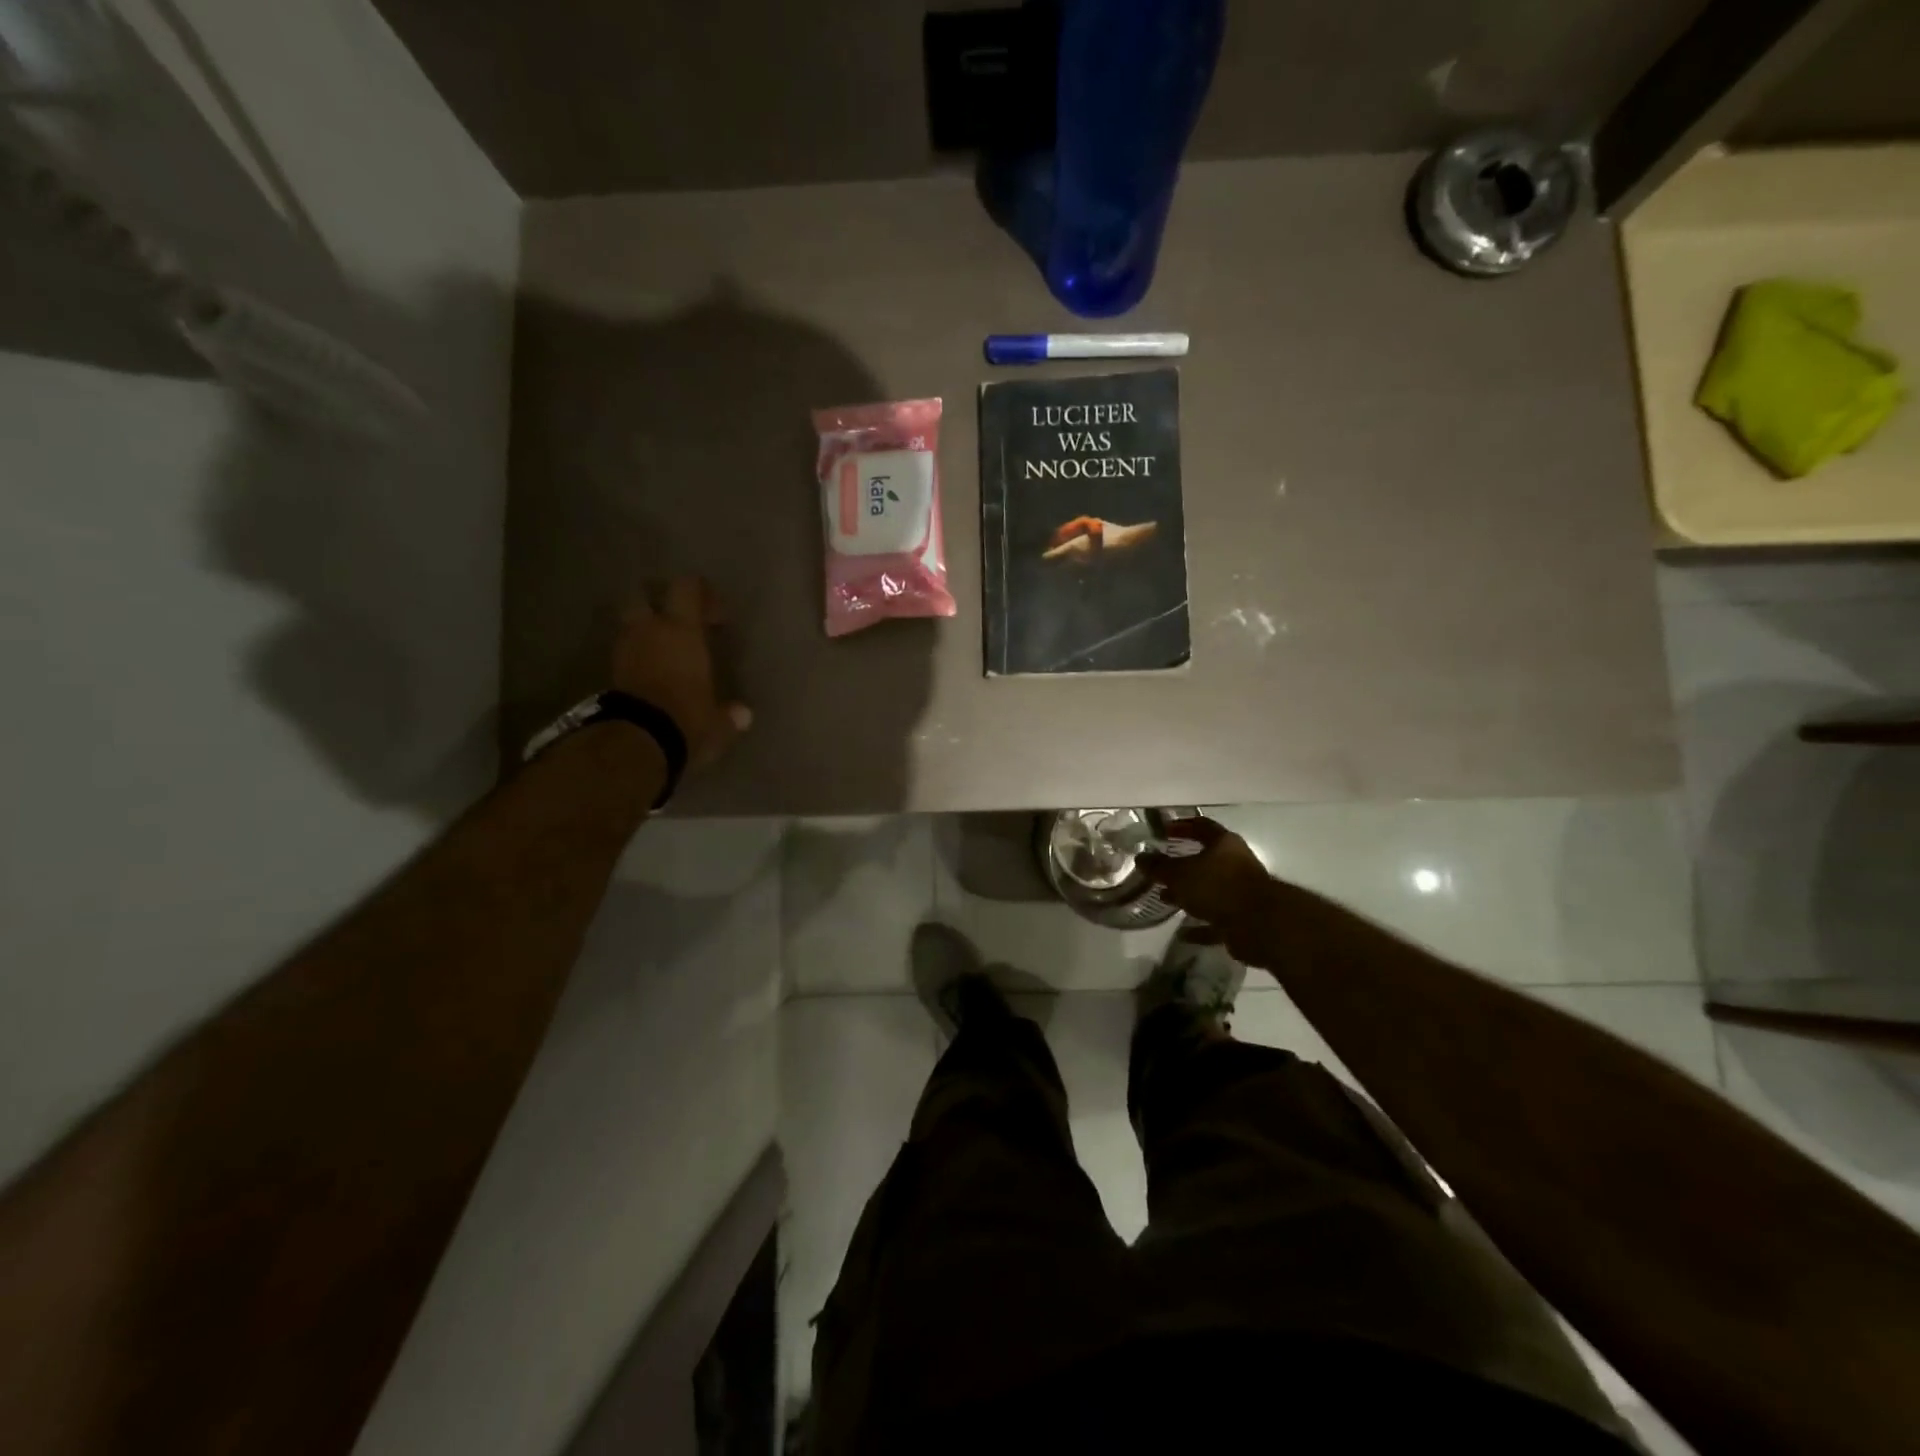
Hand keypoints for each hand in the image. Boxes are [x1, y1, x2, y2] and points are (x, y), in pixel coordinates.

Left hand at [613, 577, 750, 771]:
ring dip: (646, 632)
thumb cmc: (687, 717)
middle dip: (658, 603)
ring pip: (631, 625)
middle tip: (679, 623)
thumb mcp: (716, 721)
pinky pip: (625, 653)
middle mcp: (650, 631)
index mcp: (681, 630)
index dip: (701, 592)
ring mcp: (625, 649)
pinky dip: (637, 657)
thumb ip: (728, 714)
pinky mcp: (610, 673)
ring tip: (666, 652)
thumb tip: (743, 715)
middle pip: (644, 596)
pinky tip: (652, 674)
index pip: (686, 588)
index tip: (716, 614)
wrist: (637, 741)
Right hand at [1139, 817, 1275, 930]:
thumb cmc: (1217, 887)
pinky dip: (1201, 926)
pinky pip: (1217, 920)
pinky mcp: (1243, 918)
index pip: (1201, 826)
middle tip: (1160, 869)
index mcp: (1224, 844)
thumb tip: (1140, 857)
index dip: (1181, 826)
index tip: (1163, 830)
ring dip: (1189, 894)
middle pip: (1206, 859)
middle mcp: (1236, 863)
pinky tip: (1183, 933)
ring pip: (1211, 890)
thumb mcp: (1179, 874)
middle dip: (1182, 865)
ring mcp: (1242, 892)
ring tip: (1165, 898)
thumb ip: (1159, 866)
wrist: (1259, 925)